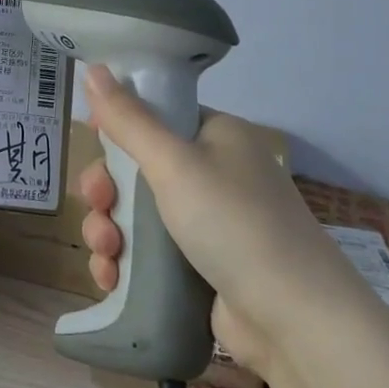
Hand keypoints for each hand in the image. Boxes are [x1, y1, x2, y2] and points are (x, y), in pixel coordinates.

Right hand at [76, 66, 377, 380]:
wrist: (295, 321)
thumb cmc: (234, 224)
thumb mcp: (174, 163)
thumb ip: (128, 119)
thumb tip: (93, 67)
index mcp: (217, 136)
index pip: (156, 117)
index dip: (119, 130)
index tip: (93, 146)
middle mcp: (214, 174)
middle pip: (137, 169)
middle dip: (107, 191)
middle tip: (98, 207)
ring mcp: (208, 223)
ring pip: (136, 214)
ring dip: (108, 231)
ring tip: (106, 255)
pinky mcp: (199, 267)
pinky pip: (147, 253)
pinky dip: (124, 262)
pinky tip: (110, 278)